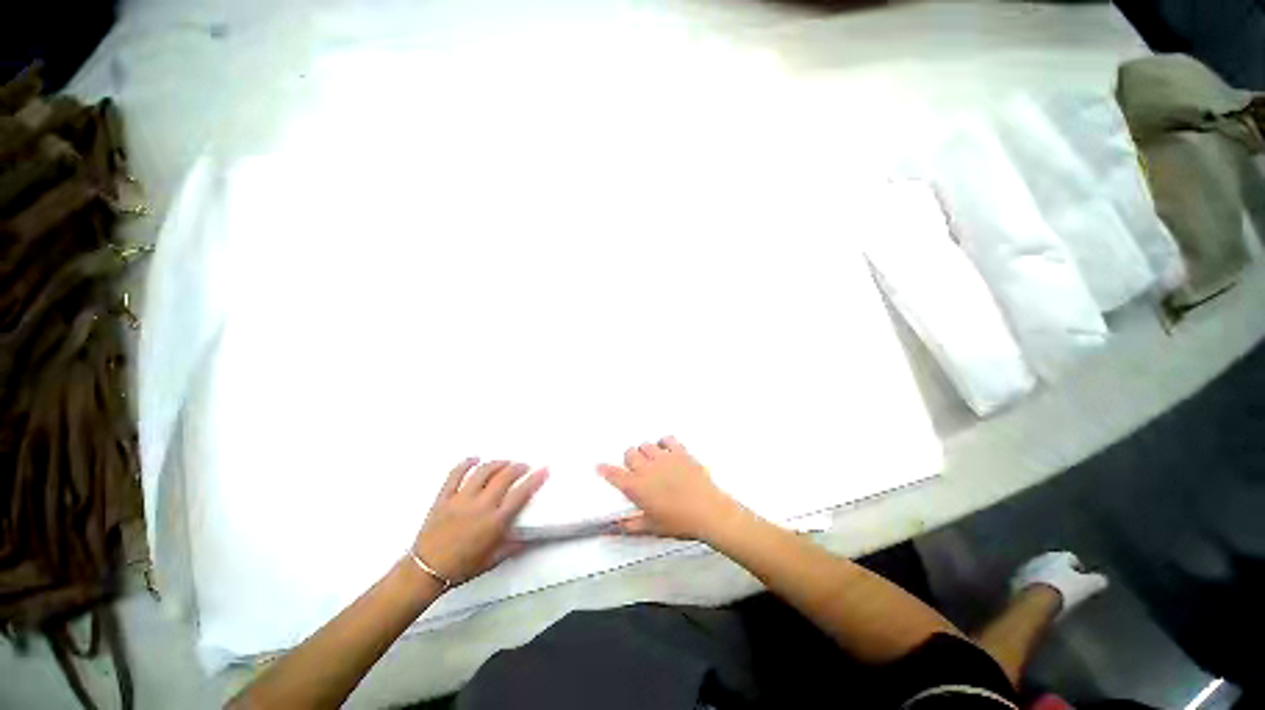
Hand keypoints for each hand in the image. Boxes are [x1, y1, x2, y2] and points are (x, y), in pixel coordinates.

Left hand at [412, 459, 547, 584]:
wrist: (425, 571)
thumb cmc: (462, 568)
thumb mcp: (493, 560)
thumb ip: (513, 546)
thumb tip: (530, 538)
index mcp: (495, 521)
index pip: (521, 494)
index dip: (535, 479)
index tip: (544, 469)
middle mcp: (481, 506)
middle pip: (504, 477)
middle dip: (518, 467)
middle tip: (523, 466)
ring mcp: (461, 499)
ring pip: (483, 471)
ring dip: (497, 463)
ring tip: (504, 462)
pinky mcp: (444, 497)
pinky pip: (455, 474)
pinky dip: (465, 463)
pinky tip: (474, 459)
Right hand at [597, 437, 738, 541]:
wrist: (708, 512)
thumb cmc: (679, 522)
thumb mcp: (652, 527)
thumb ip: (630, 525)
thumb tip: (613, 528)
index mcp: (637, 487)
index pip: (614, 474)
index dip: (605, 469)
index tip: (600, 466)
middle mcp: (647, 468)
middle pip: (630, 453)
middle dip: (629, 459)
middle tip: (636, 469)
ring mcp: (664, 457)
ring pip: (646, 445)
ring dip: (645, 451)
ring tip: (651, 460)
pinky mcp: (680, 452)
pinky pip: (667, 439)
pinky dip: (663, 443)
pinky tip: (666, 450)